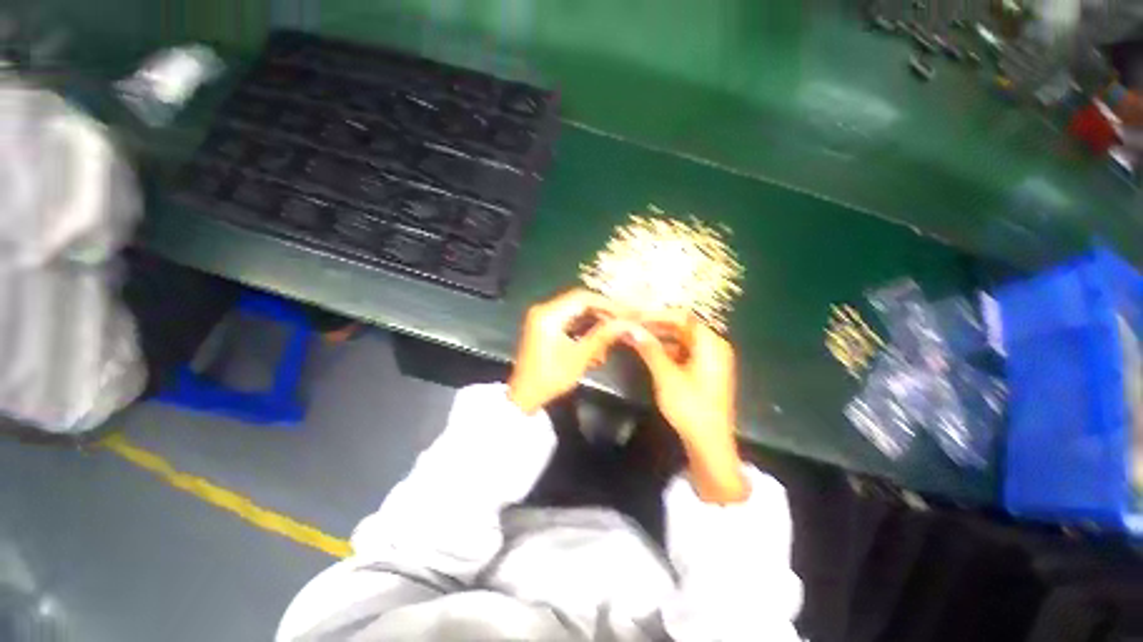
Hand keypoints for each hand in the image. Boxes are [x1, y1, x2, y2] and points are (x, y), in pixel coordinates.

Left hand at [507, 289, 629, 414]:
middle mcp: (544, 310)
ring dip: (595, 323)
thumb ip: (603, 336)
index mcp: (548, 314)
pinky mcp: (545, 327)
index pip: (582, 298)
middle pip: (579, 302)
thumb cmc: (551, 377)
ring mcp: (543, 318)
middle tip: (622, 324)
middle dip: (602, 314)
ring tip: (611, 338)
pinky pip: (569, 321)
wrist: (525, 396)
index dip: (607, 304)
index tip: (626, 313)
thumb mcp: (579, 357)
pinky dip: (584, 329)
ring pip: (576, 312)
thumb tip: (626, 324)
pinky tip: (597, 344)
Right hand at [626, 314, 748, 502]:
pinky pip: (683, 352)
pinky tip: (647, 351)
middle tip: (631, 326)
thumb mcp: (666, 376)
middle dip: (655, 325)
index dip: (656, 315)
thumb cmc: (690, 407)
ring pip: (681, 339)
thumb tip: (630, 327)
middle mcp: (714, 346)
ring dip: (659, 337)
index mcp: (711, 343)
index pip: (682, 317)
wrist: (709, 444)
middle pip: (682, 327)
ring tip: (635, 336)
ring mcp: (709, 359)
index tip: (634, 317)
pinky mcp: (703, 371)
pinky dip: (665, 350)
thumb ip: (649, 348)